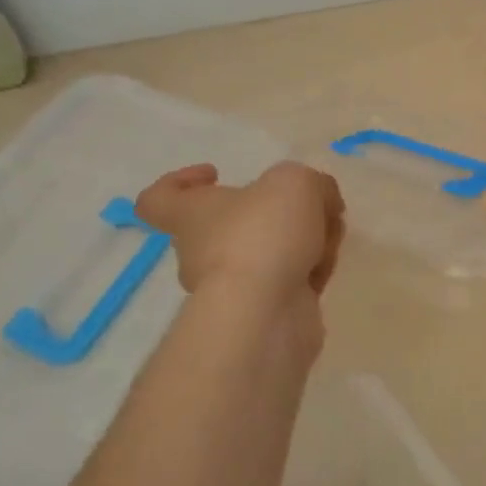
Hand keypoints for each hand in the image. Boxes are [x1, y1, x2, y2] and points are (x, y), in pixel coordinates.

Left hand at [134, 161, 345, 357]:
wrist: (266, 312)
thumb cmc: (263, 233)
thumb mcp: (295, 182)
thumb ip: (311, 183)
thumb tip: (323, 200)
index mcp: (191, 214)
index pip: (157, 199)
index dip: (180, 181)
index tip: (216, 173)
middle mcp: (201, 251)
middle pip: (233, 224)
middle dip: (278, 215)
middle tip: (310, 209)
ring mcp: (231, 286)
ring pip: (269, 252)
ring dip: (303, 242)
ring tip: (328, 239)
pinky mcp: (260, 312)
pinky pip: (287, 283)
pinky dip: (307, 273)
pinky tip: (324, 269)